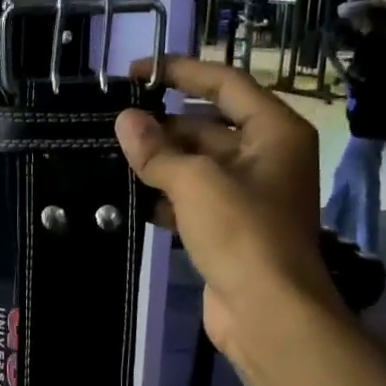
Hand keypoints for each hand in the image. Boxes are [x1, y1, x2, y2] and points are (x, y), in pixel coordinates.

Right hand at [115, 56, 343, 361]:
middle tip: (112, 125)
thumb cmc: (243, 234)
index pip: (224, 84)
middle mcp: (265, 157)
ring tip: (111, 156)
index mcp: (274, 132)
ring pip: (196, 166)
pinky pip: (191, 200)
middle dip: (162, 126)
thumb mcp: (196, 183)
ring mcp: (248, 195)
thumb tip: (124, 122)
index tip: (135, 73)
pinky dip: (163, 196)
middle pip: (207, 126)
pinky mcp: (229, 229)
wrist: (268, 313)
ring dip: (158, 163)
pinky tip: (128, 197)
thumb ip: (157, 150)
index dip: (180, 72)